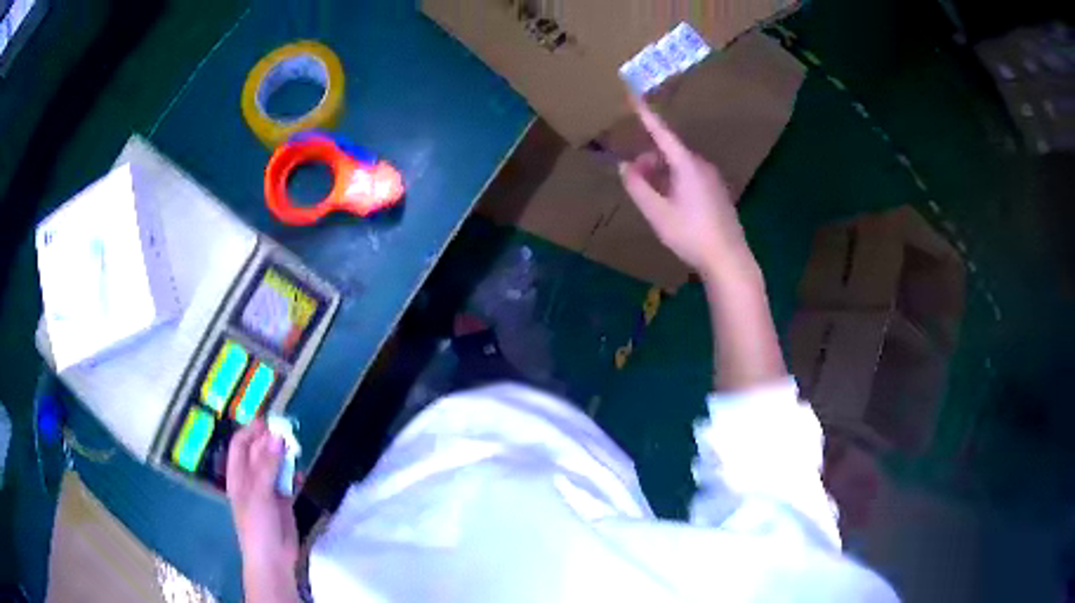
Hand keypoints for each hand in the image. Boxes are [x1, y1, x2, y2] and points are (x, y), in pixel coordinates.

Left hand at [226, 420, 298, 600]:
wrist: (273, 559)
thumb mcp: (259, 492)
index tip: (269, 421)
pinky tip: (300, 474)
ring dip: (284, 456)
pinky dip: (293, 475)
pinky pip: (287, 481)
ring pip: (275, 465)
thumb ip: (268, 464)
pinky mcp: (283, 502)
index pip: (240, 444)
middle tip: (288, 433)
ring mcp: (267, 490)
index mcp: (238, 475)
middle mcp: (250, 479)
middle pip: (259, 452)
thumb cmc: (258, 524)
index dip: (252, 430)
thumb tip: (278, 436)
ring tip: (296, 449)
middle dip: (271, 441)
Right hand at [618, 97, 748, 277]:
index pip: (662, 132)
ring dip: (660, 173)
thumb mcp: (657, 213)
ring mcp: (712, 179)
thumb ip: (637, 187)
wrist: (729, 259)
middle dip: (648, 158)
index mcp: (687, 164)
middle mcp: (701, 165)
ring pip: (679, 165)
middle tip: (632, 178)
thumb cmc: (691, 234)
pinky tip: (669, 204)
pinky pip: (689, 177)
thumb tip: (624, 166)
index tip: (632, 95)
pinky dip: (673, 181)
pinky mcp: (716, 192)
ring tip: (648, 195)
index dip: (645, 114)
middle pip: (669, 151)